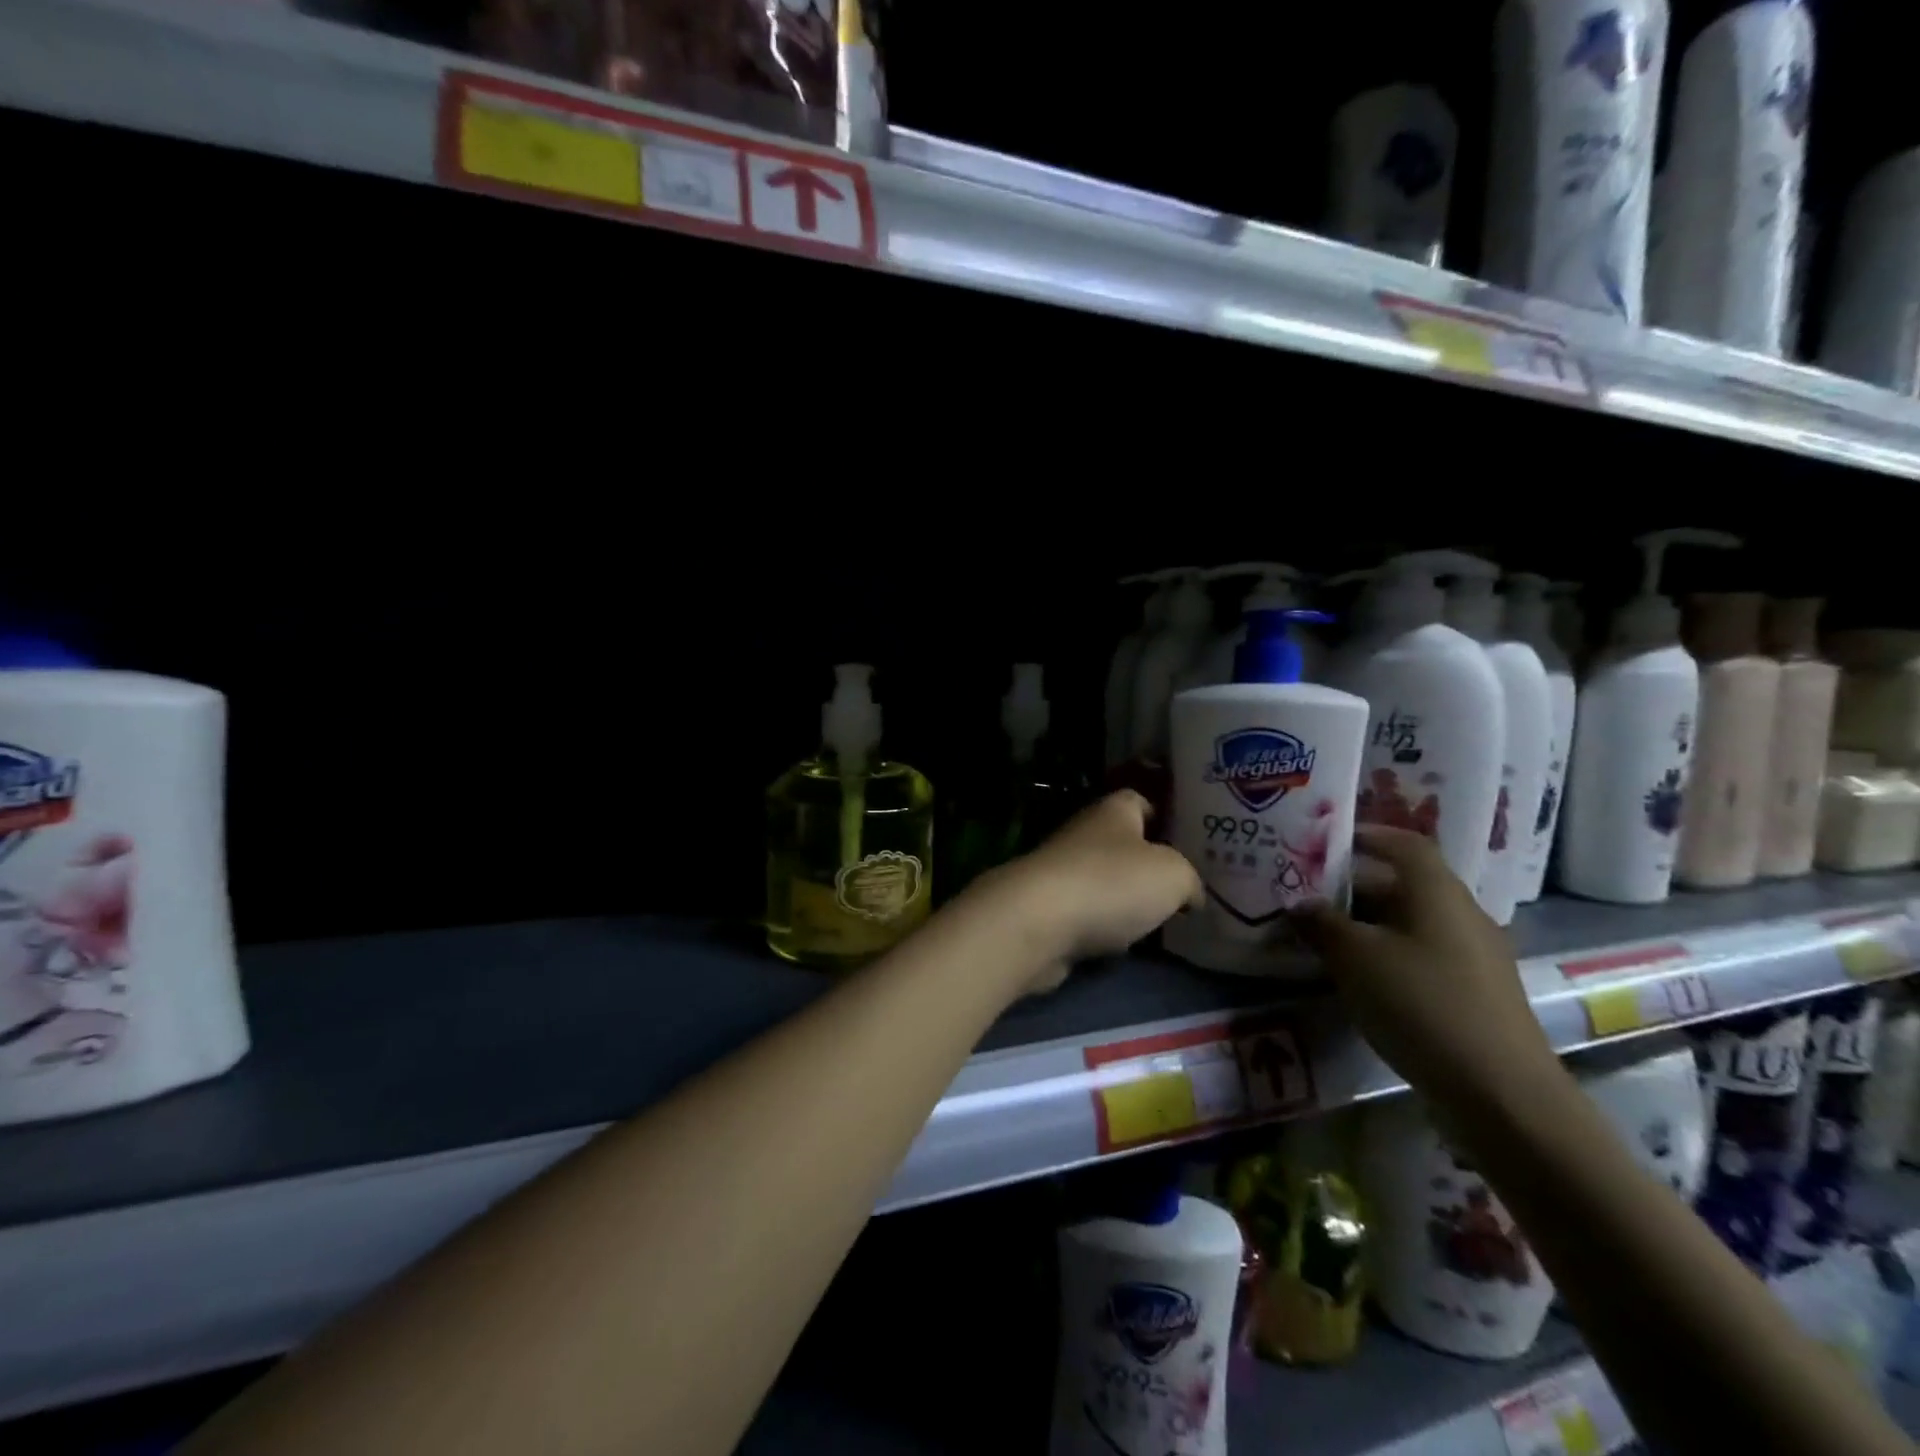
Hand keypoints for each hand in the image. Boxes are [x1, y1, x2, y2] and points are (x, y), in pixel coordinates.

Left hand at [972, 791, 1202, 994]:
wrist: (1038, 923)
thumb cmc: (1111, 883)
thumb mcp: (1173, 875)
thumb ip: (1189, 880)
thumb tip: (1190, 895)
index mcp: (1113, 811)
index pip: (1140, 800)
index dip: (1165, 816)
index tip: (1191, 840)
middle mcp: (1084, 834)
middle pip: (1123, 844)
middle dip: (1149, 866)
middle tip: (1185, 889)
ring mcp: (1062, 872)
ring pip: (1104, 881)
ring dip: (1126, 900)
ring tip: (1162, 921)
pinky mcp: (1048, 909)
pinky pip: (1087, 914)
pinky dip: (1104, 928)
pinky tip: (1124, 946)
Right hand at [1290, 825, 1560, 1107]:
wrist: (1501, 1092)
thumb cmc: (1421, 1004)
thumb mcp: (1355, 958)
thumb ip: (1322, 923)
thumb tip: (1299, 903)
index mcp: (1436, 891)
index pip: (1403, 842)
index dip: (1366, 835)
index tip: (1325, 842)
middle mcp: (1461, 912)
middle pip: (1404, 882)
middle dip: (1355, 884)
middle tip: (1309, 892)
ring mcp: (1474, 954)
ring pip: (1412, 920)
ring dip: (1369, 921)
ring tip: (1325, 934)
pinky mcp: (1475, 990)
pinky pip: (1424, 952)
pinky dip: (1389, 951)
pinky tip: (1361, 975)